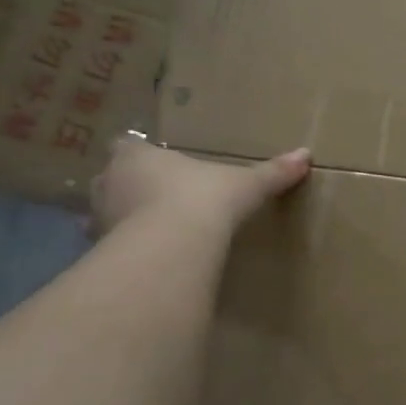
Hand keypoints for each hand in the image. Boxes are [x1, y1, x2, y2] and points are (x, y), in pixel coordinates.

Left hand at [89, 136, 309, 239]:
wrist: (172, 246)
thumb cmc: (202, 200)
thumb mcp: (245, 184)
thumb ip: (271, 172)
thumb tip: (306, 154)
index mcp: (137, 156)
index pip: (128, 146)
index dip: (141, 154)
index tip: (159, 164)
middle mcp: (109, 181)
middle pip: (111, 178)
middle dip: (128, 186)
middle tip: (156, 198)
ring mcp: (99, 217)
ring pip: (104, 212)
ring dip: (122, 219)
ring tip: (150, 231)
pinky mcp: (100, 250)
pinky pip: (109, 247)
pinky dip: (124, 250)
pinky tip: (145, 258)